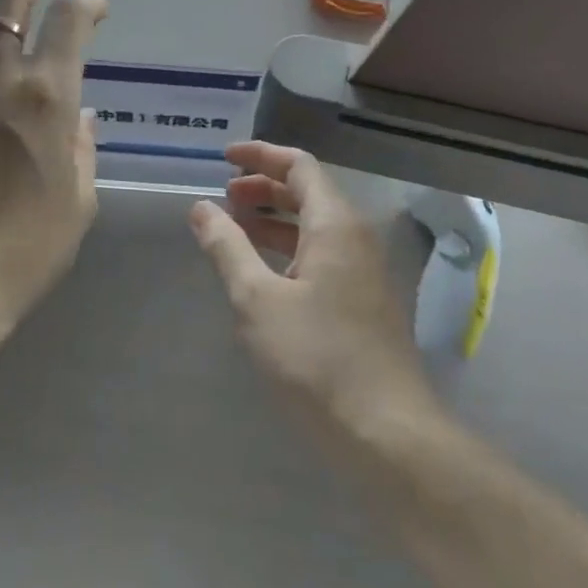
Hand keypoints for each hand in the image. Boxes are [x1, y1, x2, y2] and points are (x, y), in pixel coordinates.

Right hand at [189, 142, 433, 425]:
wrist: (386, 431)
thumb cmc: (316, 358)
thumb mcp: (258, 300)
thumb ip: (228, 248)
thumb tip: (201, 208)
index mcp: (335, 224)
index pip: (299, 166)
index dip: (261, 156)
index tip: (224, 158)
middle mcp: (355, 237)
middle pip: (309, 192)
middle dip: (264, 187)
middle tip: (223, 196)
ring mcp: (364, 270)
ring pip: (315, 225)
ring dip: (275, 219)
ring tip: (234, 227)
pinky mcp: (363, 301)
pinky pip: (322, 254)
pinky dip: (289, 248)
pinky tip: (263, 270)